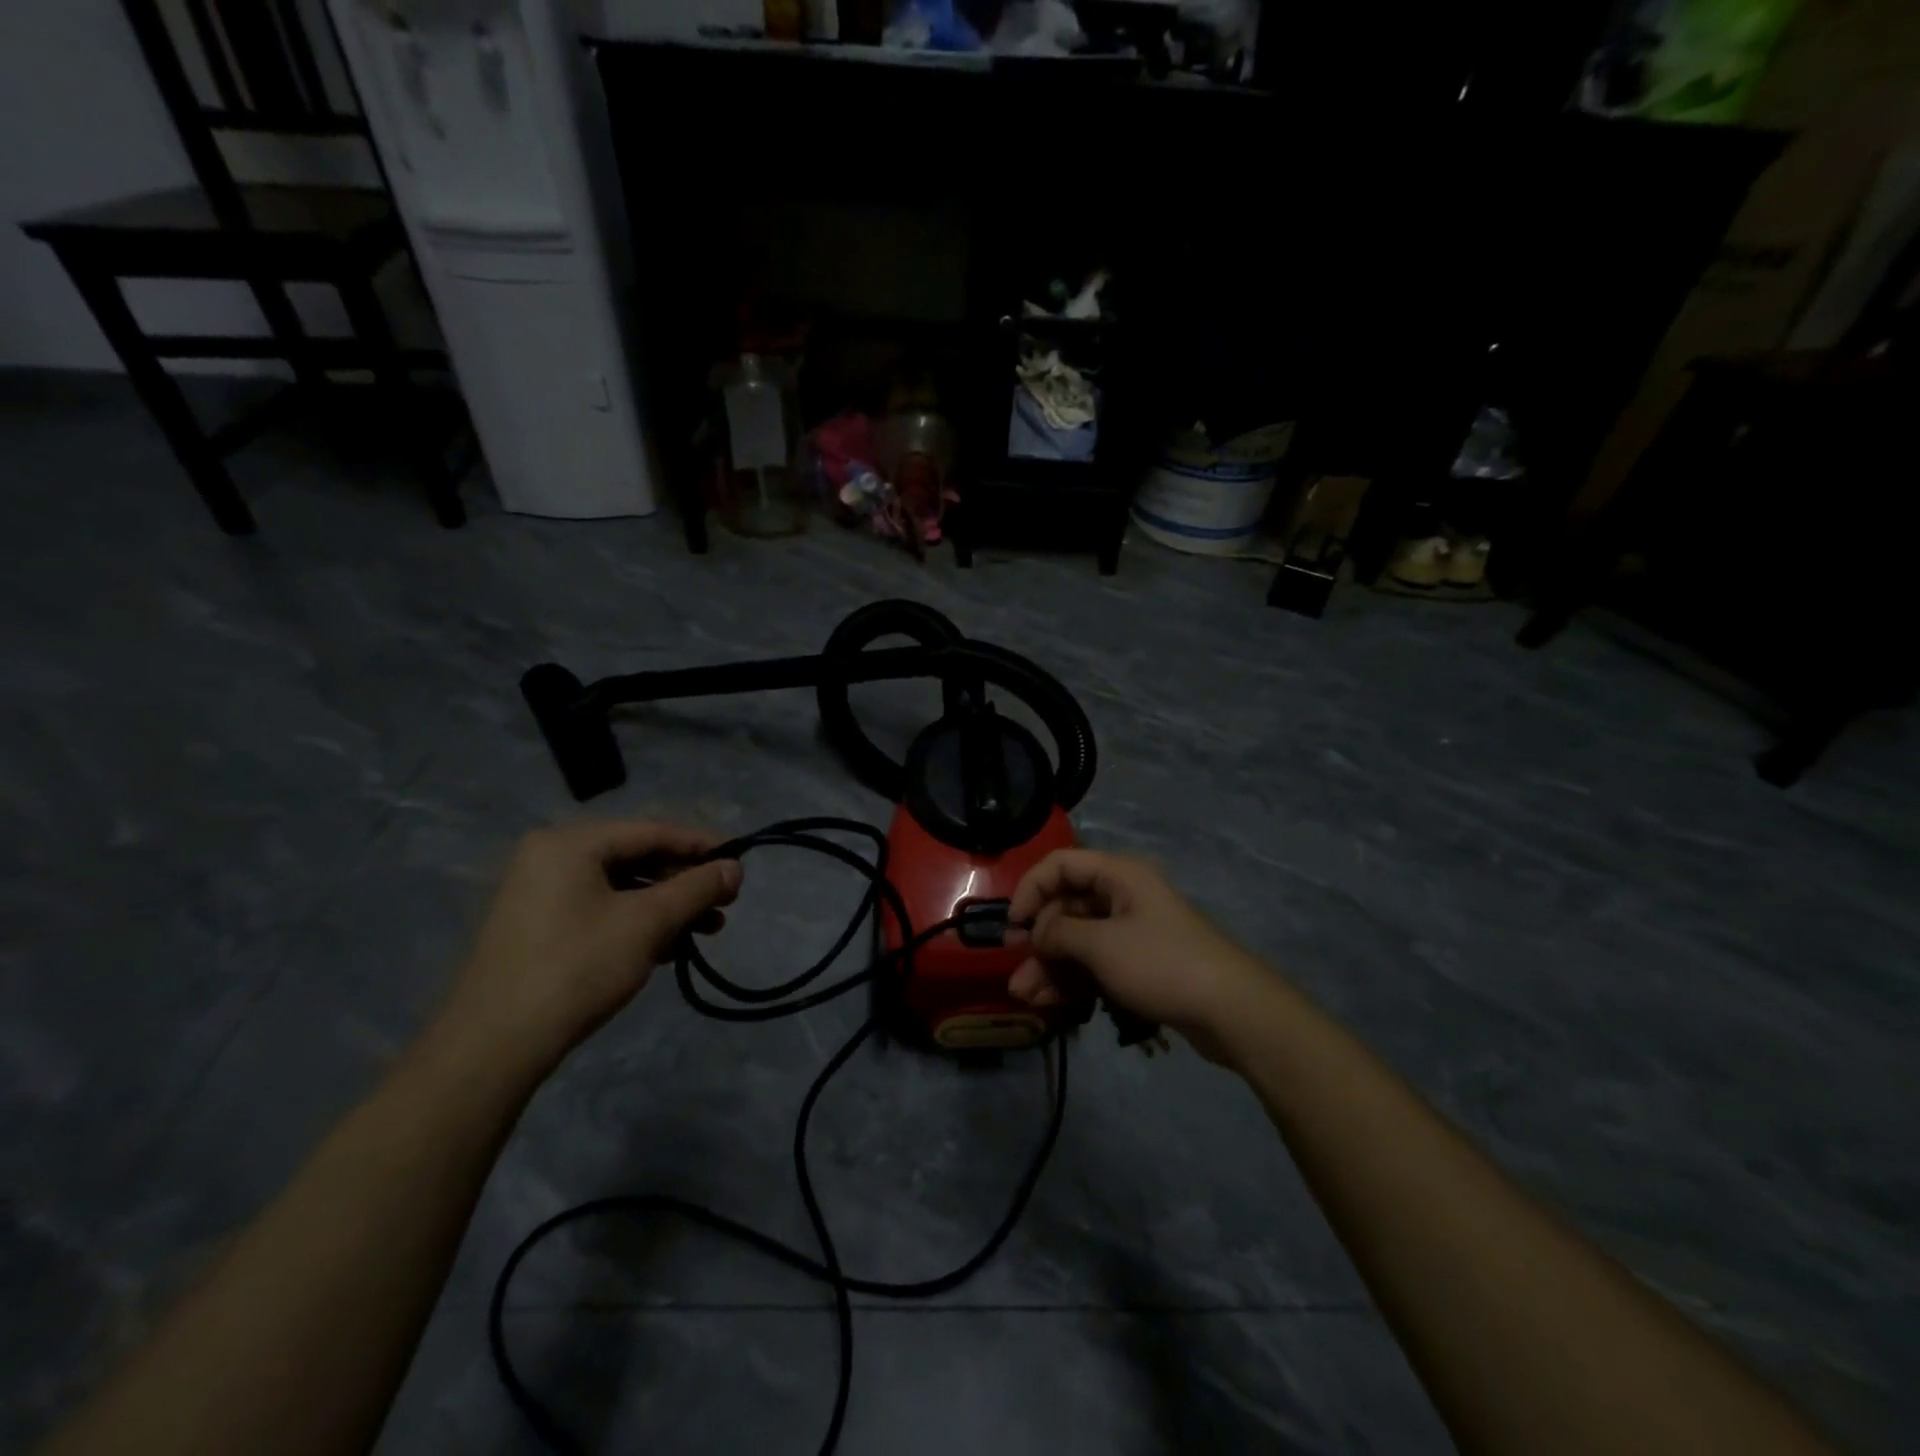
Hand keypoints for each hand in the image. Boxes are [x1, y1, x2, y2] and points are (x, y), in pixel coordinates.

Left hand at [433, 820, 740, 1074]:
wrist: (494, 1047)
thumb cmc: (577, 968)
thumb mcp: (648, 923)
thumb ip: (696, 888)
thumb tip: (736, 867)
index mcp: (570, 843)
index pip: (652, 831)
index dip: (701, 846)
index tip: (740, 863)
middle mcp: (551, 857)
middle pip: (636, 857)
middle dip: (685, 882)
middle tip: (725, 904)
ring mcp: (540, 893)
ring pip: (621, 887)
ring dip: (667, 906)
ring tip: (706, 931)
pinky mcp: (538, 927)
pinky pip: (601, 909)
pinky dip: (637, 922)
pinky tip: (668, 946)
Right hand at [1007, 849, 1274, 1063]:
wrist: (1231, 1010)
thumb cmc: (1161, 964)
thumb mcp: (1101, 946)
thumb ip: (1059, 934)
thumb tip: (1034, 933)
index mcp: (1118, 875)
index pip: (1061, 865)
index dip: (1031, 889)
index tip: (1013, 924)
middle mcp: (1124, 896)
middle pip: (1068, 907)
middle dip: (1039, 940)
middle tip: (1016, 972)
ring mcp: (1133, 932)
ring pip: (1080, 941)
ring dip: (1051, 966)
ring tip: (1026, 996)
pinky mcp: (1141, 964)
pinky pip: (1097, 963)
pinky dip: (1074, 979)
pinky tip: (1052, 1003)